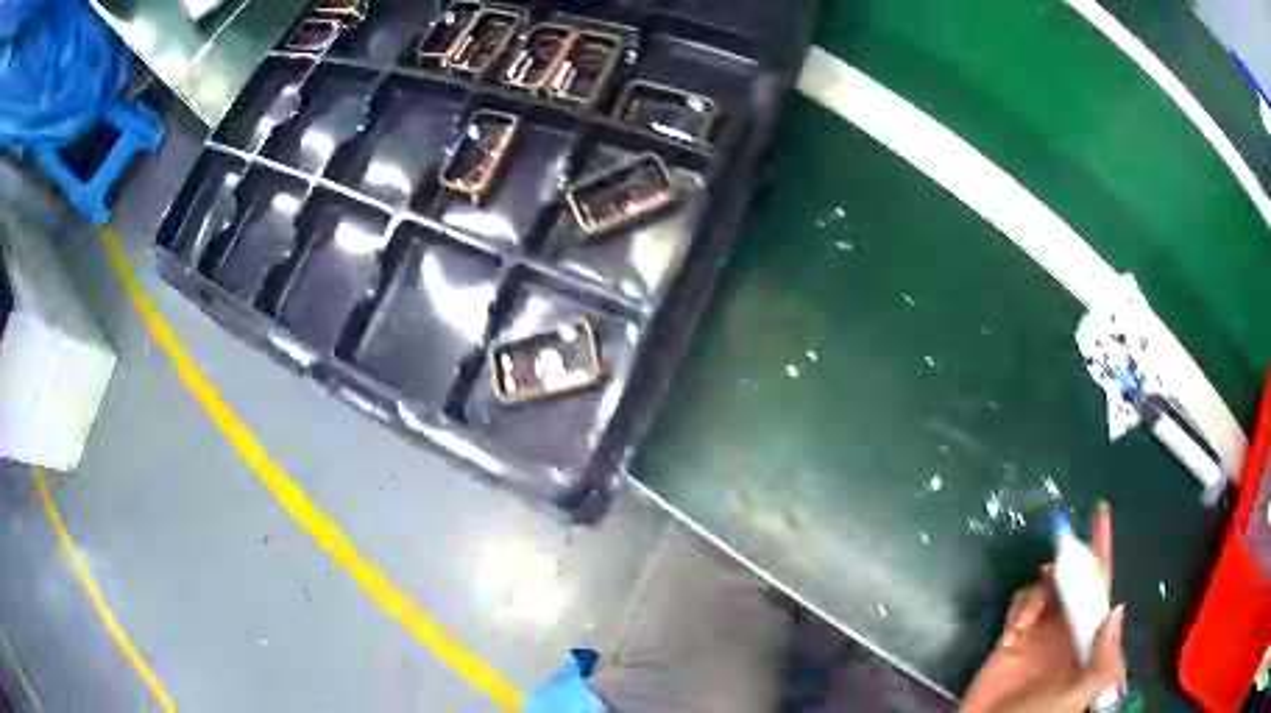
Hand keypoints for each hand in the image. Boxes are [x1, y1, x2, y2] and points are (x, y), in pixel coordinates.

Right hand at [959, 504, 1126, 712]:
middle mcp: (1066, 631)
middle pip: (1074, 582)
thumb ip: (1104, 660)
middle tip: (1061, 551)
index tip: (1100, 515)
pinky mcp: (1011, 639)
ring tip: (1039, 599)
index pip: (1102, 589)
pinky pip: (1020, 606)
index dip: (1103, 552)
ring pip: (1047, 589)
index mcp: (1087, 640)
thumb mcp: (1078, 696)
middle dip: (1070, 562)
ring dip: (1044, 584)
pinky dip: (1022, 603)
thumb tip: (1117, 609)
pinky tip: (1018, 623)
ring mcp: (1038, 635)